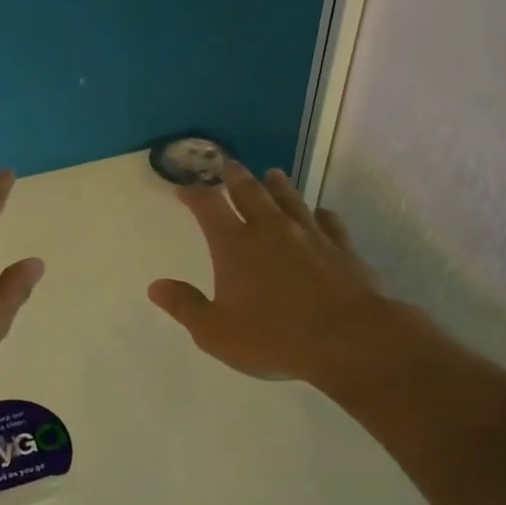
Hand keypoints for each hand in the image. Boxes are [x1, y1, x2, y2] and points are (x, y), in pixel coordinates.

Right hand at [149, 162, 411, 384]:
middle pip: (250, 192)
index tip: (185, 189)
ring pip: (290, 199)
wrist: (349, 339)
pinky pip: (328, 221)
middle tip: (228, 165)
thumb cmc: (274, 337)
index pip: (208, 207)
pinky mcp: (341, 248)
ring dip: (278, 185)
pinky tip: (320, 213)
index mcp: (235, 245)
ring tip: (272, 174)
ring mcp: (310, 235)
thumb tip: (156, 286)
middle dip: (235, 177)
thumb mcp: (216, 332)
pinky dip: (320, 214)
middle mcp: (270, 229)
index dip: (194, 194)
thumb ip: (185, 306)